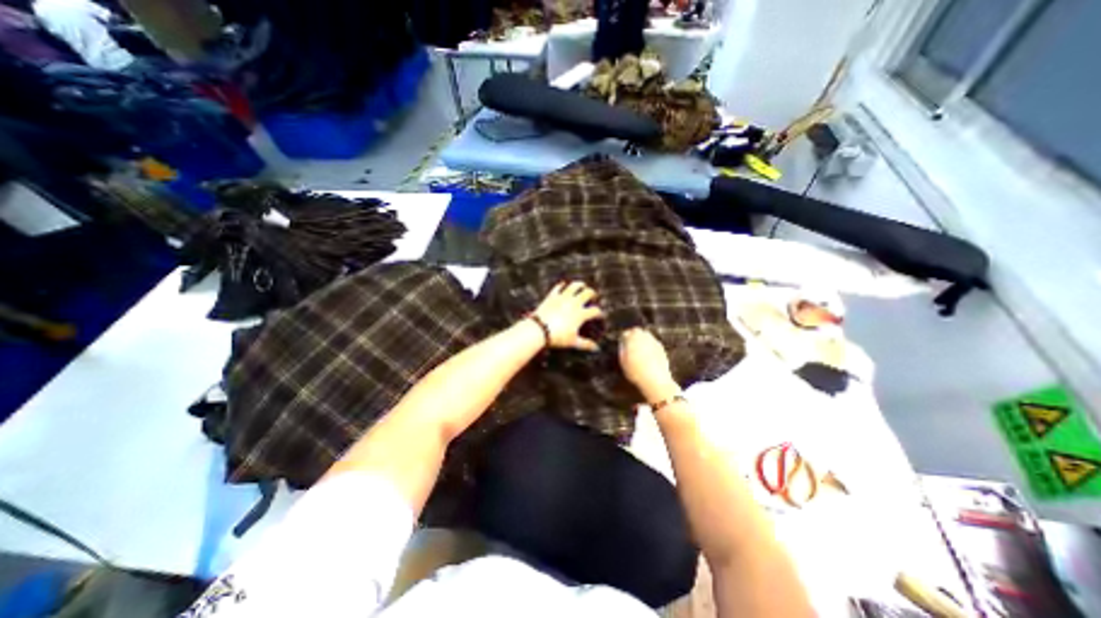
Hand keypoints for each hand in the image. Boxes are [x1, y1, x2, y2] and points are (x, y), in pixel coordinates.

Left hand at [530, 279, 599, 352]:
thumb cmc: (557, 337)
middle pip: (588, 293)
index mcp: (581, 314)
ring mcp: (563, 298)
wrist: (539, 330)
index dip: (599, 313)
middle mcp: (574, 303)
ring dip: (580, 285)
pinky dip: (562, 285)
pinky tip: (564, 285)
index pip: (595, 311)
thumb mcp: (573, 342)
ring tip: (582, 286)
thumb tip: (596, 349)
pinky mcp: (552, 296)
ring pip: (575, 286)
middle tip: (593, 296)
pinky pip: (559, 287)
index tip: (599, 315)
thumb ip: (586, 344)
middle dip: (592, 294)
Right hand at [617, 328, 679, 399]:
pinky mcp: (661, 348)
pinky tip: (647, 355)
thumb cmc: (636, 372)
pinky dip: (649, 346)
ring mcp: (654, 341)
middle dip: (633, 335)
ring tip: (638, 349)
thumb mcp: (623, 362)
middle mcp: (644, 336)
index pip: (625, 333)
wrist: (655, 381)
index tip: (621, 343)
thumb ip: (622, 349)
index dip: (623, 338)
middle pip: (637, 331)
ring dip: (641, 339)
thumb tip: (622, 344)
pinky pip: (653, 342)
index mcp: (632, 338)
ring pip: (646, 335)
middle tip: (629, 344)